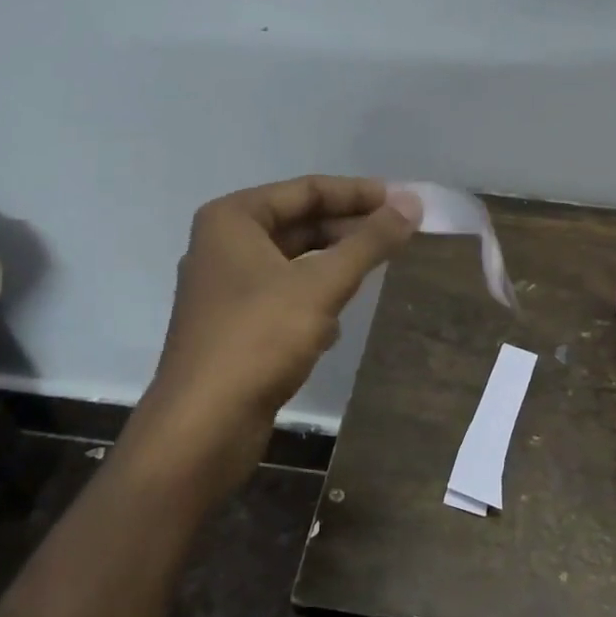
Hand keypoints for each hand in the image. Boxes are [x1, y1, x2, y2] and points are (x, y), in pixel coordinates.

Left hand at [141, 176, 414, 478]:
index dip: (358, 194)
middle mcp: (224, 246)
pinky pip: (284, 298)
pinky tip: (335, 326)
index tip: (404, 202)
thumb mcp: (321, 284)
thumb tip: (412, 203)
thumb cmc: (259, 339)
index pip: (306, 190)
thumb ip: (369, 242)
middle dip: (349, 231)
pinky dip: (314, 302)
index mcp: (232, 220)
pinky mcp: (234, 328)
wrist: (203, 426)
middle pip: (300, 224)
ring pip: (294, 263)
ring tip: (377, 272)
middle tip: (400, 235)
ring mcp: (226, 289)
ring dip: (334, 267)